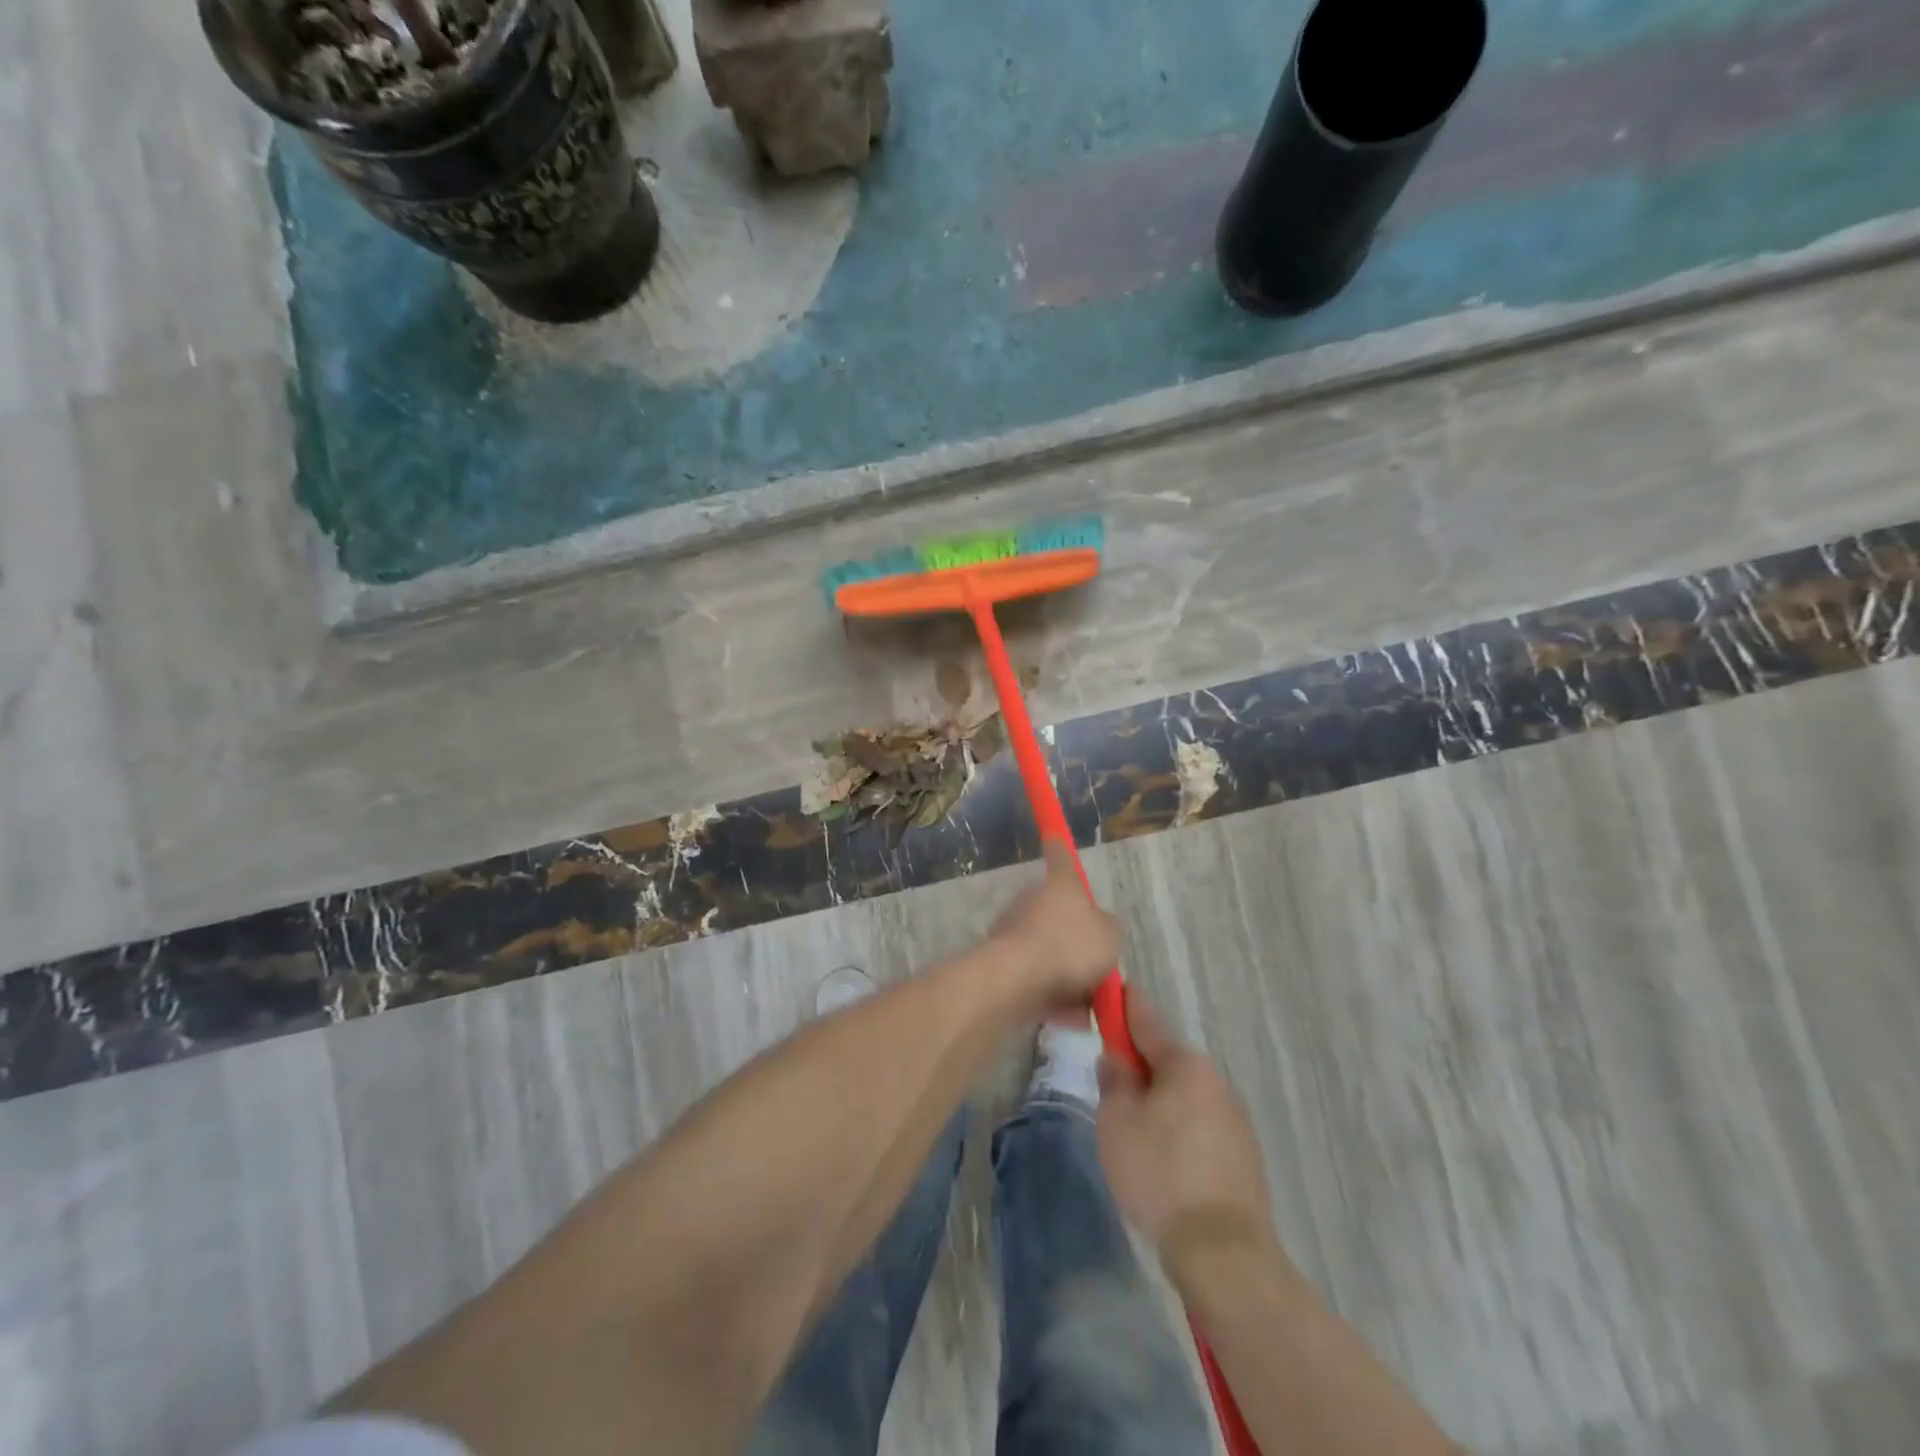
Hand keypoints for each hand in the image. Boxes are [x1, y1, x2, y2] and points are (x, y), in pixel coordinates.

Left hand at [989, 840, 1120, 1013]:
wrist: (1017, 979)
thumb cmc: (1069, 946)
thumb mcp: (1110, 936)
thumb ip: (1109, 929)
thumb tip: (1101, 926)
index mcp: (1061, 885)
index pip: (1062, 857)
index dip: (1060, 845)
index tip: (1053, 835)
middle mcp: (1034, 901)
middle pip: (1059, 913)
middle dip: (1077, 939)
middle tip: (1098, 967)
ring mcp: (1016, 930)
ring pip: (1050, 949)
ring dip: (1068, 974)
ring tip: (1089, 1004)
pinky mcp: (1005, 961)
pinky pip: (1039, 976)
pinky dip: (1055, 995)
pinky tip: (1073, 1018)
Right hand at [1097, 987, 1273, 1258]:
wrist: (1223, 1251)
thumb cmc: (1159, 1173)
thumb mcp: (1117, 1121)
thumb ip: (1114, 1080)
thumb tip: (1118, 1059)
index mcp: (1184, 1064)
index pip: (1147, 1021)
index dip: (1125, 1005)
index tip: (1113, 989)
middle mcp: (1215, 1081)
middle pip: (1167, 1061)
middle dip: (1140, 1066)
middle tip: (1111, 1086)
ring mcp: (1234, 1118)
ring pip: (1184, 1095)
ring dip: (1160, 1101)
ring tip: (1135, 1135)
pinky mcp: (1243, 1155)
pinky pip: (1200, 1125)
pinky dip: (1179, 1130)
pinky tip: (1164, 1161)